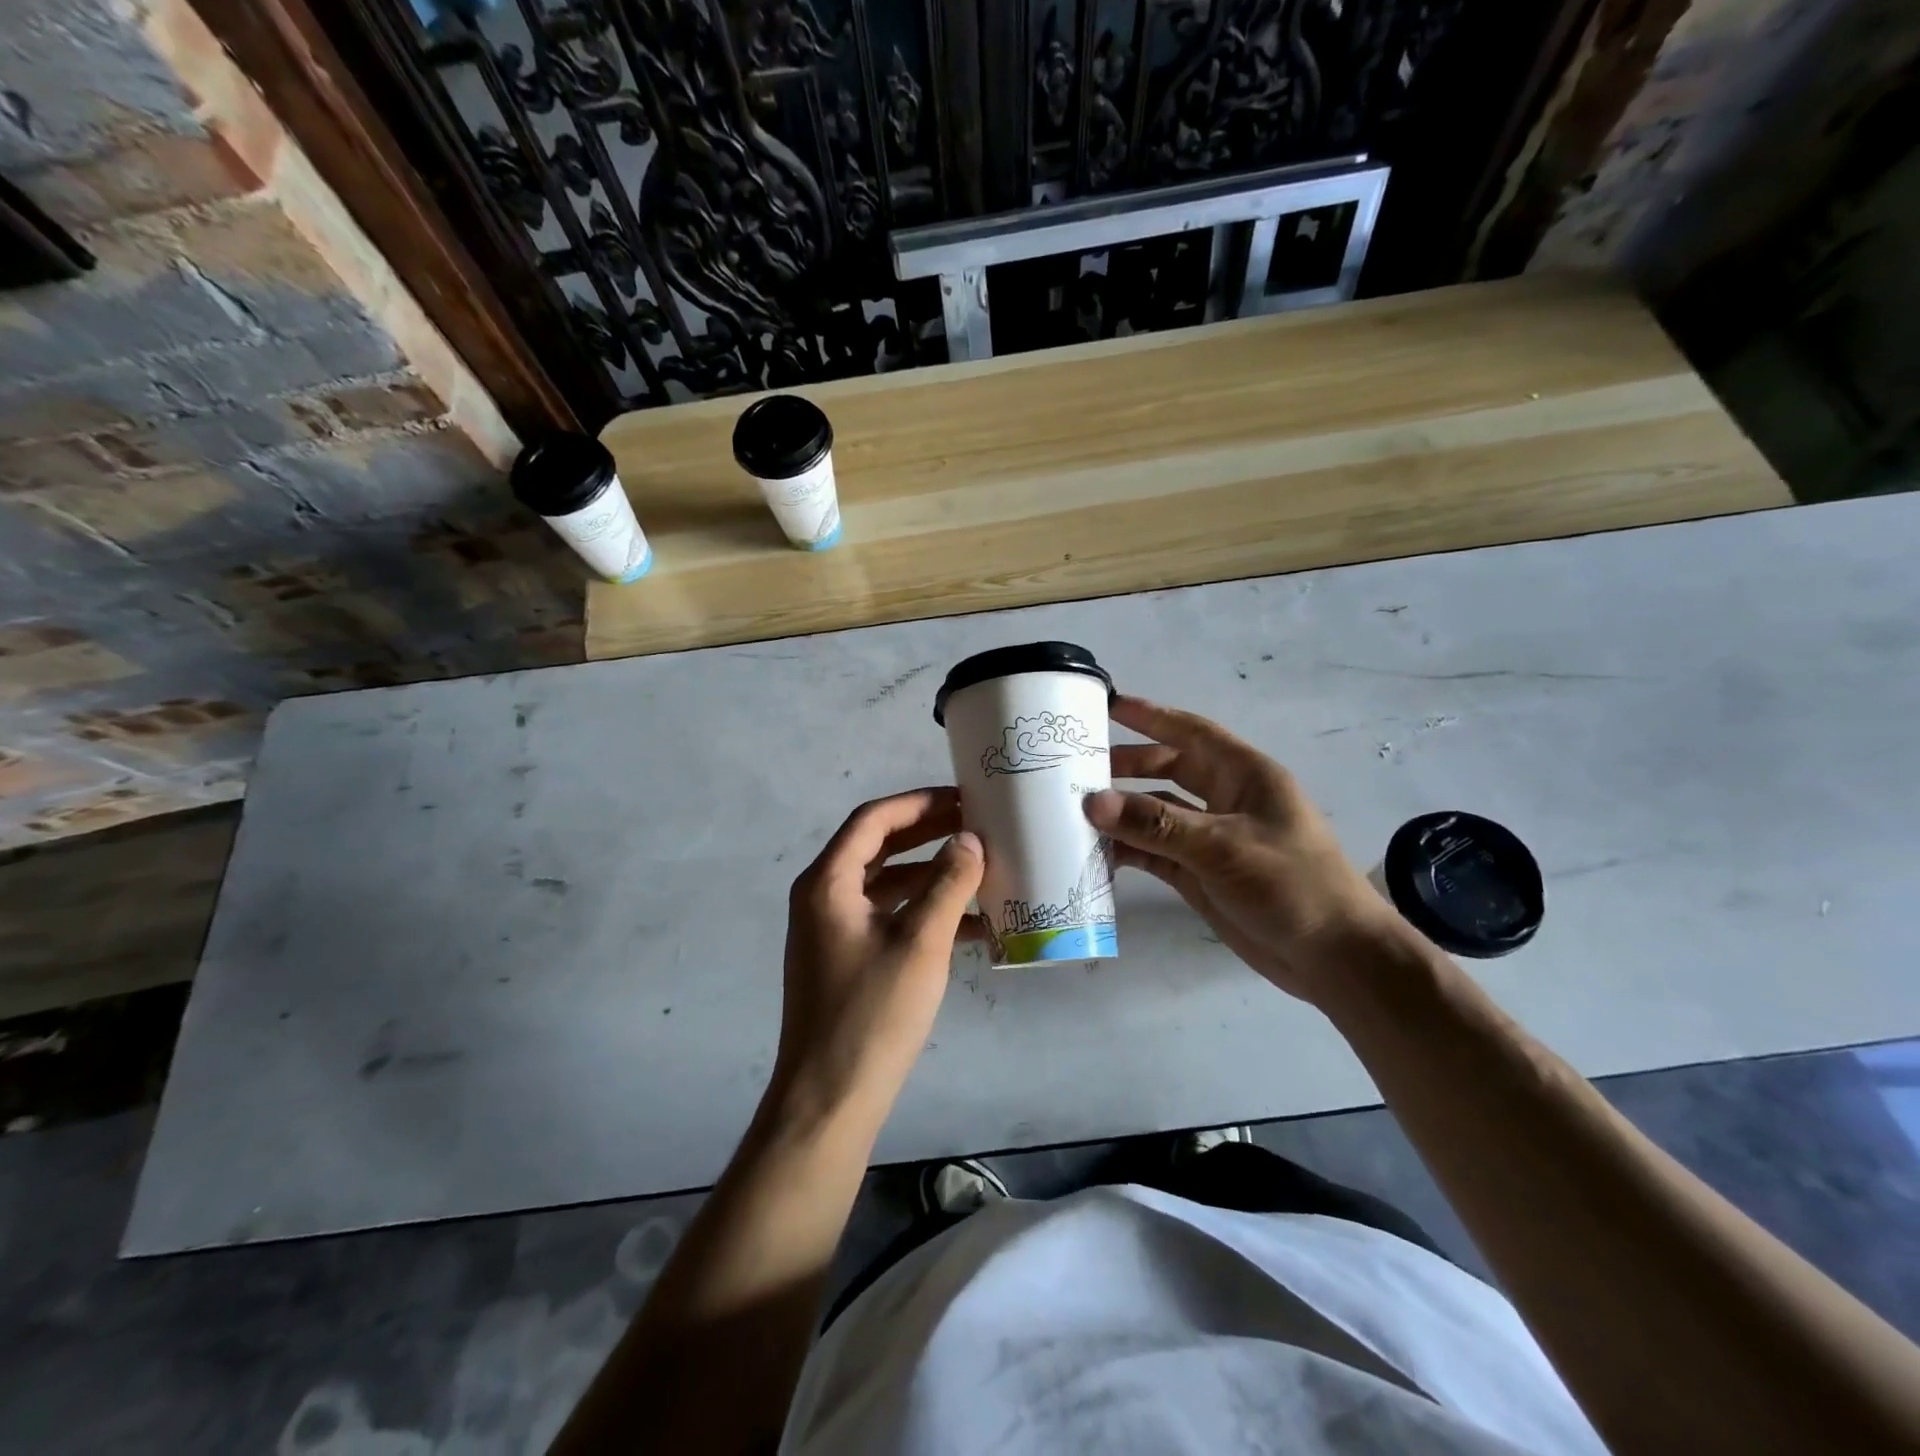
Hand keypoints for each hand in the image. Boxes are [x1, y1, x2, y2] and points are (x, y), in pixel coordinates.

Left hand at [771, 787, 983, 1136]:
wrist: (829, 1100)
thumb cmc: (872, 1015)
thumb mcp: (920, 944)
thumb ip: (947, 884)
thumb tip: (969, 839)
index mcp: (827, 883)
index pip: (873, 820)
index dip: (919, 803)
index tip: (963, 798)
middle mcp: (823, 897)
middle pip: (879, 848)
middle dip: (928, 834)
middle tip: (976, 824)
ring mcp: (833, 930)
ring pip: (887, 884)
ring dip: (931, 874)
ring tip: (980, 867)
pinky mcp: (847, 958)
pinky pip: (888, 918)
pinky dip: (923, 912)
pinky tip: (970, 923)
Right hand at [1085, 695, 1409, 1005]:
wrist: (1333, 958)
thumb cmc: (1291, 884)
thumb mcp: (1222, 847)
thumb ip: (1155, 824)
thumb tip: (1091, 801)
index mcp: (1243, 775)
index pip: (1190, 733)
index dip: (1150, 716)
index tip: (1108, 704)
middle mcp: (1224, 799)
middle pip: (1166, 770)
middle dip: (1125, 766)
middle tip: (1076, 768)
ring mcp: (1210, 839)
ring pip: (1155, 813)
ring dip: (1121, 813)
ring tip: (1073, 811)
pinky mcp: (1199, 874)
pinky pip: (1154, 852)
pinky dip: (1127, 850)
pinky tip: (1095, 852)